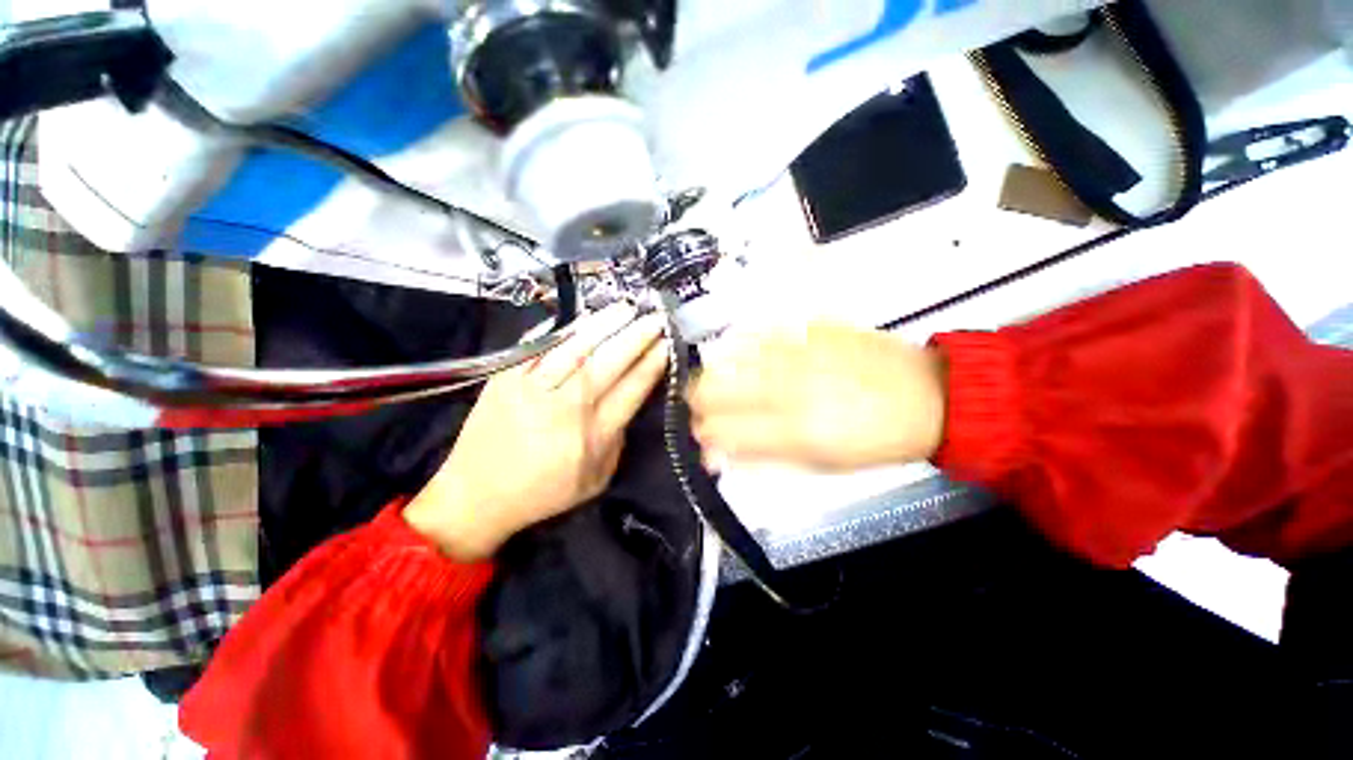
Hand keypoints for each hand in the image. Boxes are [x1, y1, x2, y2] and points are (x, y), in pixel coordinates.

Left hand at [405, 305, 668, 560]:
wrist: (476, 497)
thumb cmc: (544, 492)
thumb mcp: (596, 478)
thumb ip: (617, 438)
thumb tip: (628, 399)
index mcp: (592, 436)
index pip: (631, 390)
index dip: (651, 364)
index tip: (666, 344)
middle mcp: (565, 409)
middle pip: (607, 365)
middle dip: (635, 338)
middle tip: (654, 317)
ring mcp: (532, 390)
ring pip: (574, 350)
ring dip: (604, 326)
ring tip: (625, 307)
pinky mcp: (504, 379)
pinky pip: (536, 347)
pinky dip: (562, 330)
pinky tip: (582, 318)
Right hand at [688, 321, 946, 471]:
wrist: (927, 397)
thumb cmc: (875, 441)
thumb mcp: (821, 466)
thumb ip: (763, 460)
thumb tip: (719, 457)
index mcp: (794, 431)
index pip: (722, 431)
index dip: (704, 434)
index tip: (701, 435)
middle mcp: (790, 388)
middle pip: (715, 388)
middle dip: (698, 400)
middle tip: (700, 406)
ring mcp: (797, 353)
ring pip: (729, 356)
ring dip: (714, 372)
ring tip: (716, 381)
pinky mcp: (809, 329)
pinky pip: (757, 332)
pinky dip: (740, 345)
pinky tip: (740, 353)